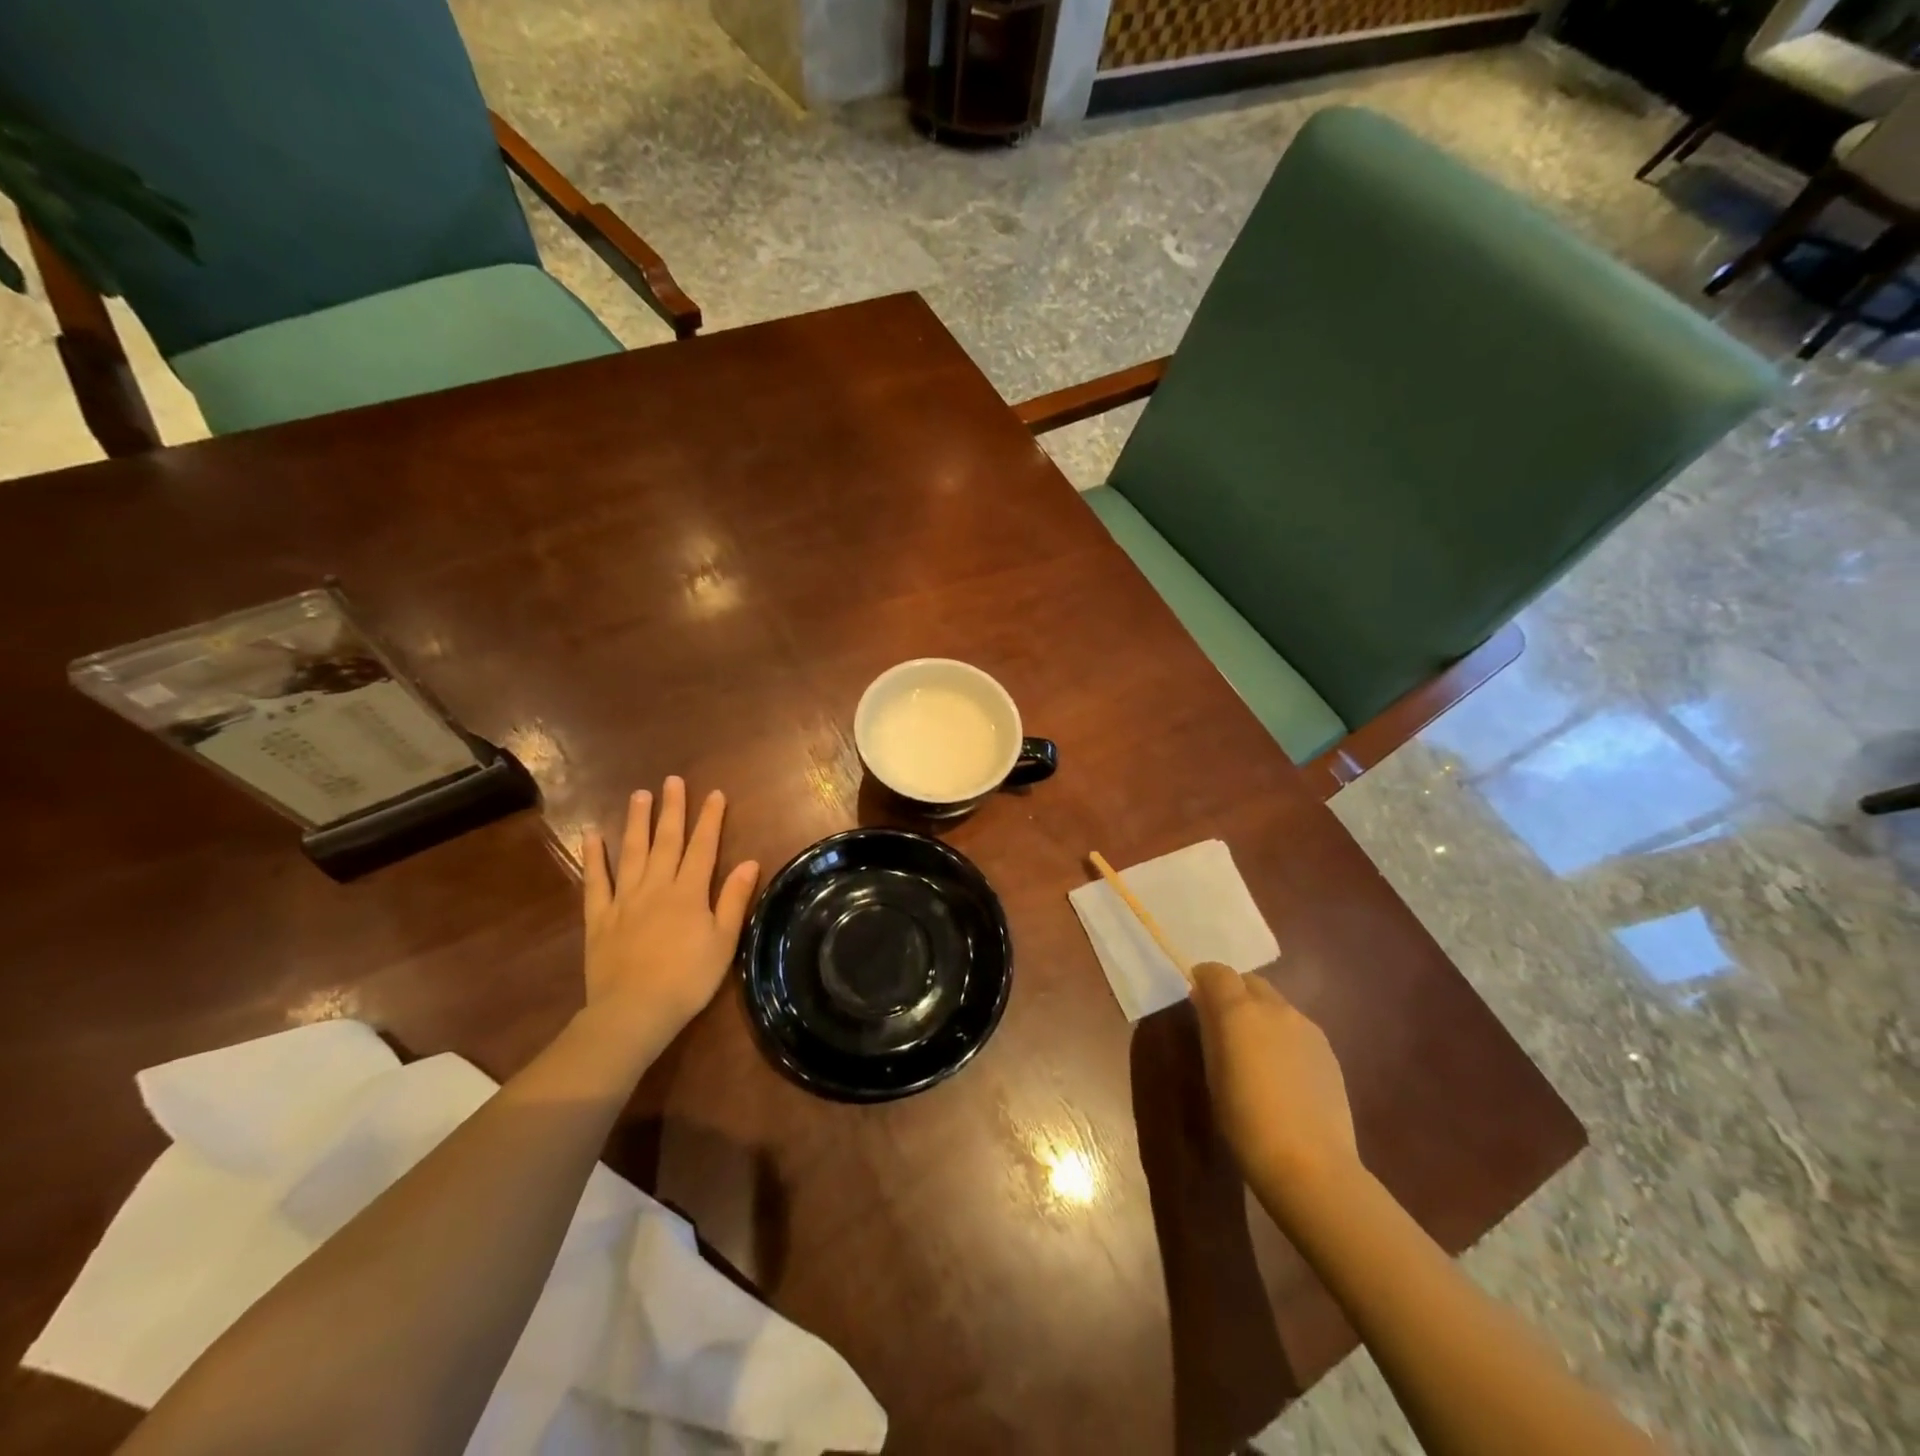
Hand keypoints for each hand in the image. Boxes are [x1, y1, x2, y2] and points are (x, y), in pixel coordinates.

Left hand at [581, 777, 759, 1052]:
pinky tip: (593, 835)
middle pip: (666, 841)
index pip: (703, 847)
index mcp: (689, 892)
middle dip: (672, 809)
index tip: (715, 794)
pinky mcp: (599, 917)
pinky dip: (594, 857)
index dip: (710, 819)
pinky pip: (596, 881)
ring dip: (637, 821)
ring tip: (639, 794)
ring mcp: (625, 899)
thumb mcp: (723, 941)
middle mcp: (657, 886)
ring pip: (632, 852)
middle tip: (672, 781)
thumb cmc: (688, 978)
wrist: (635, 1010)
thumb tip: (750, 862)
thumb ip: (733, 899)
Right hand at [1190, 961, 1357, 1199]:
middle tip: (1223, 1023)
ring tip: (1254, 1050)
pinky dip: (1282, 1035)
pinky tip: (1281, 1071)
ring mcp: (1306, 1027)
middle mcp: (1275, 1008)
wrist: (1311, 1164)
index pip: (1217, 972)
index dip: (1204, 979)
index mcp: (1240, 1010)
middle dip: (1234, 992)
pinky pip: (1296, 1028)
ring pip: (1276, 1004)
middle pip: (1250, 982)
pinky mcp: (1328, 1050)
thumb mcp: (1214, 1074)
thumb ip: (1210, 1030)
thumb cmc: (1246, 1121)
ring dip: (1260, 1014)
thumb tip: (1205, 1003)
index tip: (1196, 996)